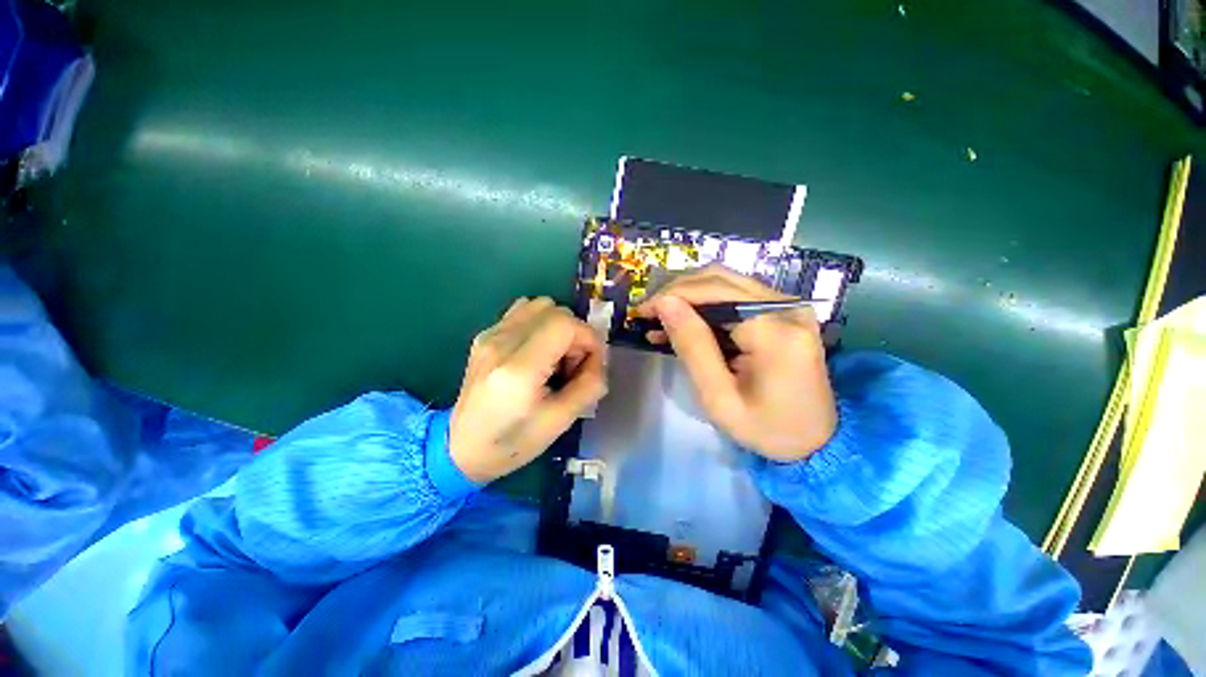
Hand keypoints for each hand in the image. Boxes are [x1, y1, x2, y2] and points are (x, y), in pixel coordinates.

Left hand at [449, 297, 606, 482]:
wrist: (461, 449)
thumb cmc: (513, 442)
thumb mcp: (560, 421)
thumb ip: (589, 385)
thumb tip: (599, 359)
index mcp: (519, 369)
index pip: (565, 324)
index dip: (588, 338)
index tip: (590, 364)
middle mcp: (501, 342)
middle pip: (555, 310)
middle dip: (575, 334)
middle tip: (571, 366)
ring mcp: (490, 335)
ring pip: (540, 305)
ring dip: (558, 326)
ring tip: (554, 357)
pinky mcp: (485, 335)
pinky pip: (523, 312)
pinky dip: (540, 324)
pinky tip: (537, 351)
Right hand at [634, 265, 836, 460]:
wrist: (817, 440)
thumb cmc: (766, 428)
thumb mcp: (718, 397)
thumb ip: (692, 346)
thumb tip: (665, 303)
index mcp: (775, 331)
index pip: (713, 293)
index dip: (671, 296)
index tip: (640, 311)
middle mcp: (787, 306)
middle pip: (719, 279)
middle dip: (676, 292)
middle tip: (647, 313)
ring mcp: (788, 305)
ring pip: (725, 282)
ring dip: (688, 296)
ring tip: (660, 318)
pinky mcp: (783, 310)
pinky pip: (735, 296)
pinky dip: (705, 304)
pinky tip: (684, 321)